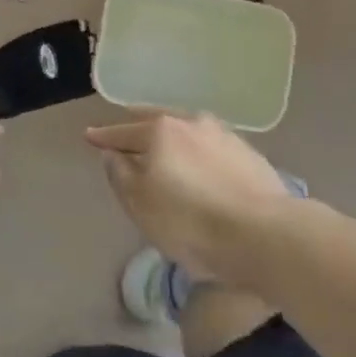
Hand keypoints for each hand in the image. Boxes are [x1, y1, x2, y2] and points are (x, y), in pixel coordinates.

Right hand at [85, 111, 295, 281]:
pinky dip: (197, 149)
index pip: (123, 132)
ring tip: (165, 143)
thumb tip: (112, 153)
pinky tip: (200, 160)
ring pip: (187, 129)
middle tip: (126, 127)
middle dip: (138, 124)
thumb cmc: (191, 222)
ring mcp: (224, 135)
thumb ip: (120, 174)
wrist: (265, 235)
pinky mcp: (250, 154)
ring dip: (172, 135)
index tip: (89, 136)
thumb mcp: (140, 204)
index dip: (104, 136)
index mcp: (160, 131)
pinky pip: (210, 145)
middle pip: (157, 121)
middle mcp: (191, 123)